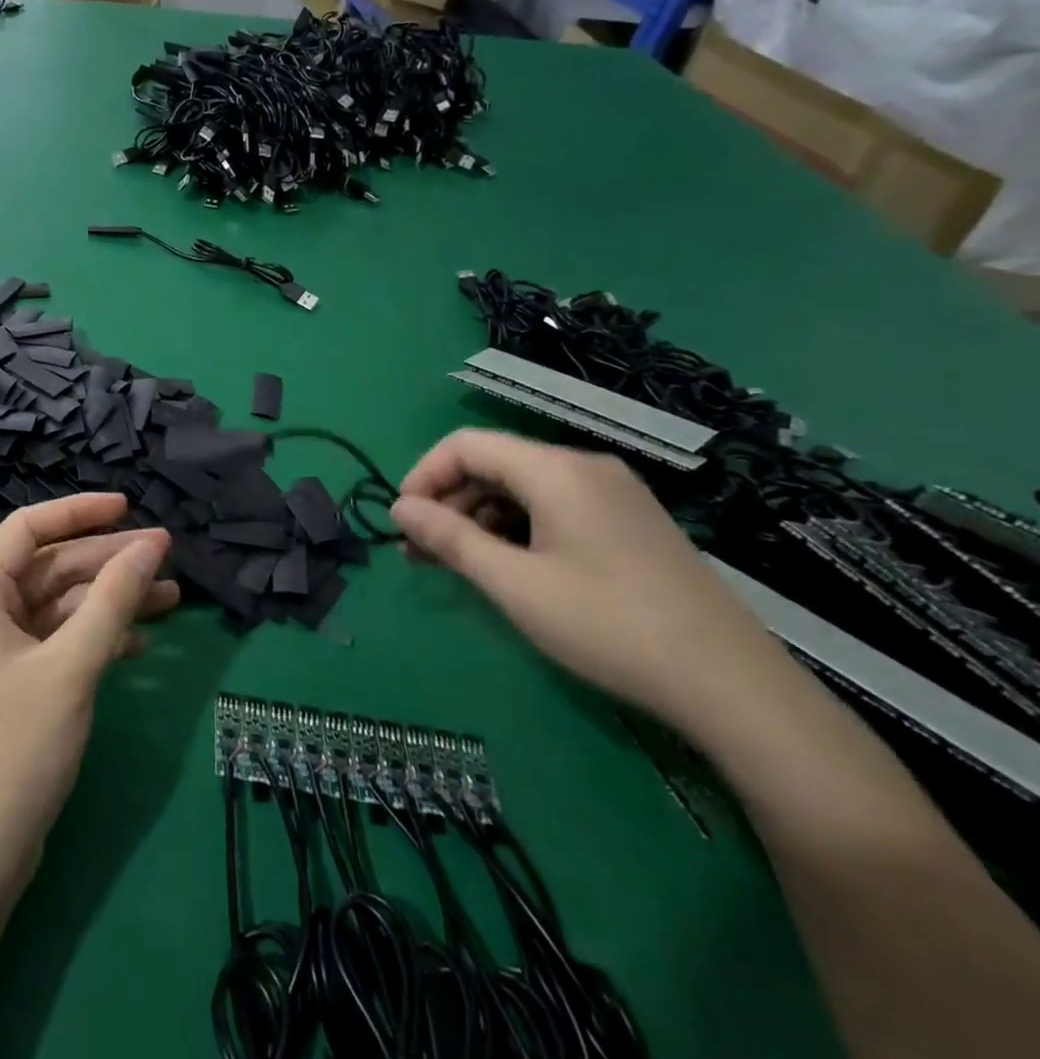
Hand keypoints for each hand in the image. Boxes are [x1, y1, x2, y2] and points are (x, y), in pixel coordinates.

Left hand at [0, 494, 176, 888]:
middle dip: (109, 561)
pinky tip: (142, 645)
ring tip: (172, 597)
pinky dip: (101, 637)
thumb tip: (151, 545)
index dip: (78, 511)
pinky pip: (63, 641)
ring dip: (113, 600)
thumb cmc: (15, 748)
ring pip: (63, 606)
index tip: (128, 508)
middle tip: (167, 555)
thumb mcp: (71, 667)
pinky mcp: (20, 683)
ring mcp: (1, 651)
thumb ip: (112, 601)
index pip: (28, 528)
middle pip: (53, 567)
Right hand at [391, 429, 787, 738]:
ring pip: (522, 489)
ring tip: (455, 565)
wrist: (735, 688)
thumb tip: (399, 509)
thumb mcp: (513, 584)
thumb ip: (449, 538)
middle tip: (420, 552)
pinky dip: (516, 529)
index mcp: (556, 470)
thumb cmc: (608, 626)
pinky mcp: (630, 524)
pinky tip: (507, 569)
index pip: (465, 445)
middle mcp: (585, 468)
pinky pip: (553, 508)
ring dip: (478, 519)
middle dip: (448, 502)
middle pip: (493, 464)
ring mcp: (614, 495)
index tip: (402, 522)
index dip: (423, 476)